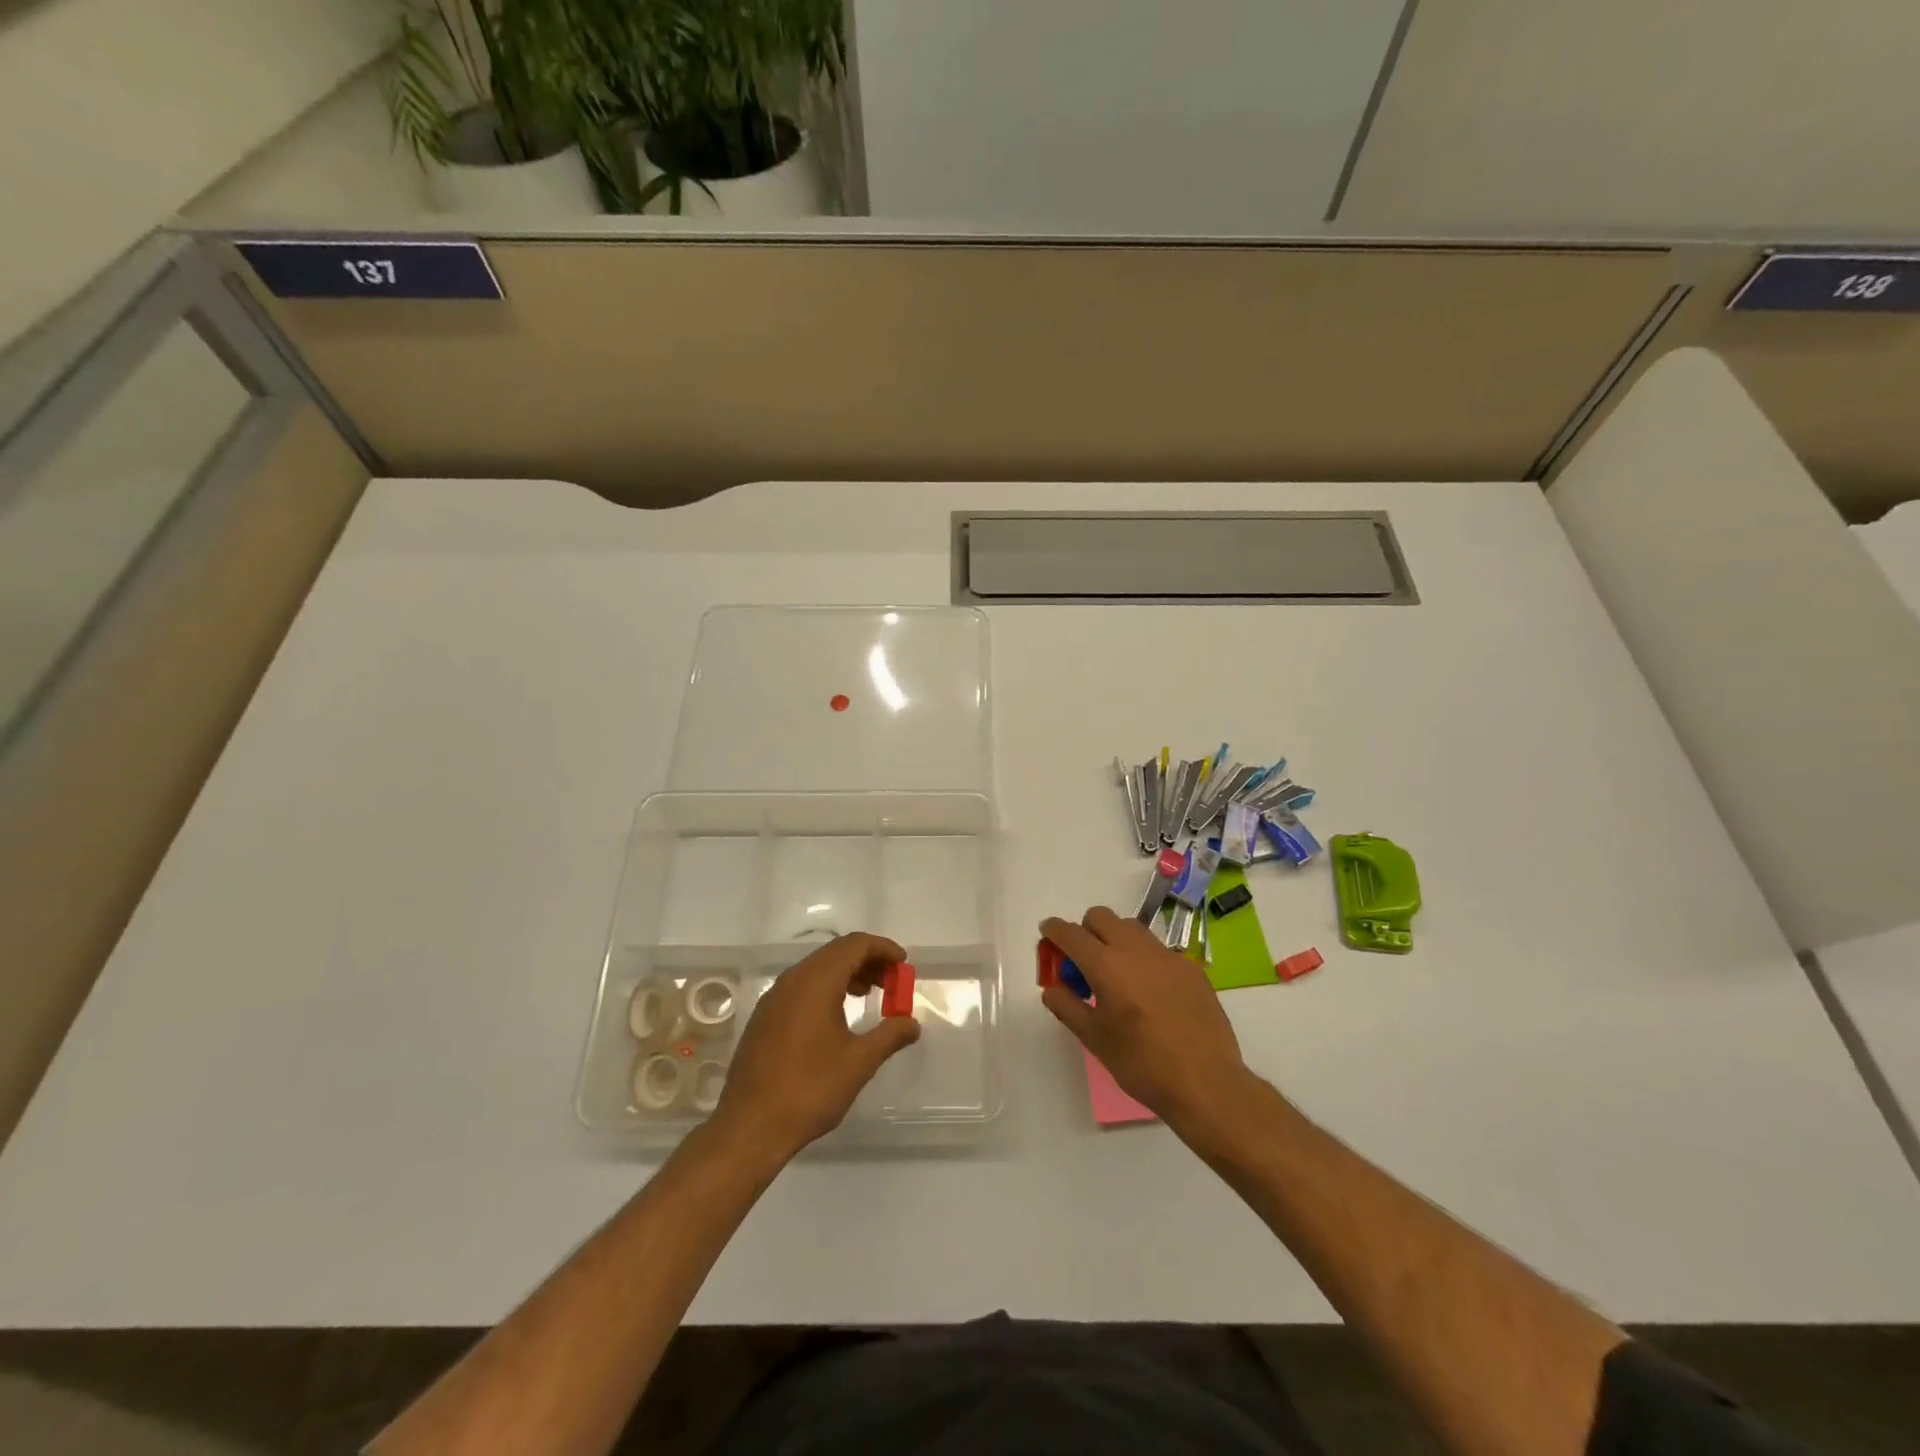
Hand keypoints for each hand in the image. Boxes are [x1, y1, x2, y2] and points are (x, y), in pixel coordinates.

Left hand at [712, 932, 920, 1160]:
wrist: (750, 1127)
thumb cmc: (809, 1089)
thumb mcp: (859, 1063)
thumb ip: (890, 1036)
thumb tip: (912, 1023)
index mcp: (816, 982)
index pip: (855, 945)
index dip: (883, 948)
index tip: (903, 964)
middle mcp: (793, 980)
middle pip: (836, 952)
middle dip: (868, 960)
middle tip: (892, 981)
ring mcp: (774, 997)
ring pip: (817, 968)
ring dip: (847, 973)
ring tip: (869, 994)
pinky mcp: (764, 1016)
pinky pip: (801, 986)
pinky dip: (826, 987)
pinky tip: (837, 1015)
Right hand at [1041, 907, 1255, 1132]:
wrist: (1206, 1083)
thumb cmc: (1142, 1064)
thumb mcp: (1094, 1039)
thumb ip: (1067, 1006)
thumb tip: (1052, 987)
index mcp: (1106, 965)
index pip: (1071, 933)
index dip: (1054, 930)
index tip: (1048, 933)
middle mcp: (1136, 950)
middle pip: (1101, 917)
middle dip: (1086, 930)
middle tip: (1084, 962)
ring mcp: (1167, 956)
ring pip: (1132, 928)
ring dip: (1115, 939)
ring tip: (1117, 976)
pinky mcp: (1191, 968)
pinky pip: (1158, 950)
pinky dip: (1144, 959)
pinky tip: (1151, 993)